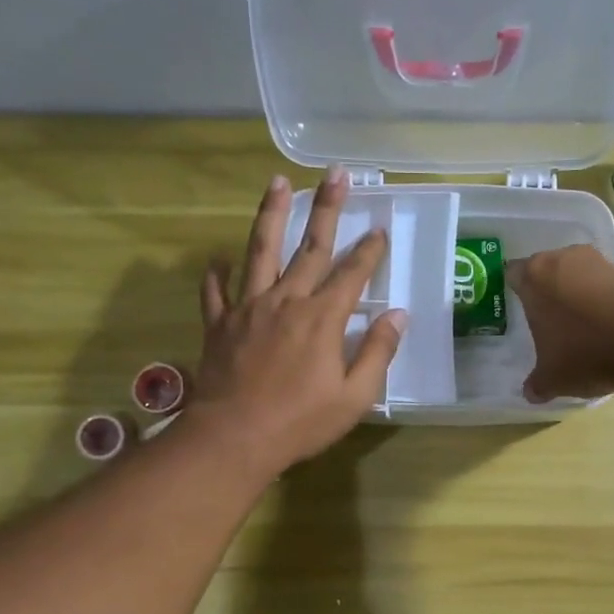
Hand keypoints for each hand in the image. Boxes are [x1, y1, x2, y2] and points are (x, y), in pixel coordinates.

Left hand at [190, 168, 405, 472]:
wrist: (234, 439)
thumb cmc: (300, 422)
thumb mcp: (354, 397)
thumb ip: (377, 353)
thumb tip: (397, 315)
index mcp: (321, 318)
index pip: (352, 273)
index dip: (369, 250)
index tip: (379, 227)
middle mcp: (285, 301)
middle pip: (309, 247)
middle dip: (327, 209)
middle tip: (336, 174)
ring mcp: (247, 308)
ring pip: (260, 251)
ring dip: (270, 214)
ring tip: (277, 182)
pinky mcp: (219, 325)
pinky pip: (215, 291)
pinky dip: (216, 273)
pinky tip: (217, 258)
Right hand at [509, 245, 613, 401]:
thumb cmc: (583, 351)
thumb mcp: (552, 378)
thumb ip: (537, 383)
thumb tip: (531, 392)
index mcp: (534, 276)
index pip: (513, 274)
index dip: (514, 290)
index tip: (518, 309)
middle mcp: (564, 259)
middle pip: (548, 271)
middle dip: (547, 292)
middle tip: (546, 320)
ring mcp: (599, 262)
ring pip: (579, 276)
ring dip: (578, 295)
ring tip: (579, 327)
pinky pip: (606, 287)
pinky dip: (604, 302)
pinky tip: (608, 328)